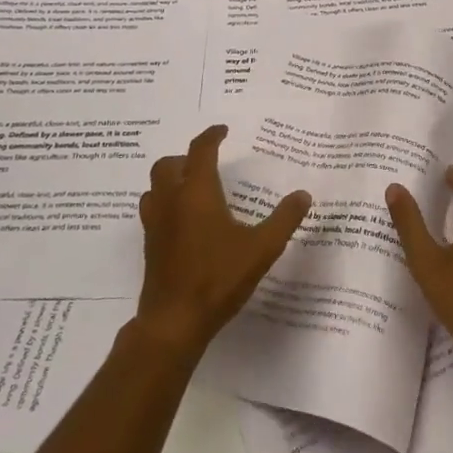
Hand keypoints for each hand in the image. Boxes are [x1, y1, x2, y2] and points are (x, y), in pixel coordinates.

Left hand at [135, 125, 310, 354]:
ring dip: (170, 179)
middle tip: (207, 163)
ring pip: (154, 187)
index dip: (211, 136)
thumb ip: (284, 219)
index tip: (223, 131)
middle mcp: (171, 201)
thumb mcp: (262, 248)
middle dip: (186, 157)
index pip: (201, 151)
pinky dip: (165, 203)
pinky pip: (153, 210)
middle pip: (168, 165)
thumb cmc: (218, 278)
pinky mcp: (150, 246)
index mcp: (197, 193)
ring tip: (192, 188)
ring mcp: (156, 224)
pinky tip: (184, 222)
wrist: (174, 321)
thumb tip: (303, 194)